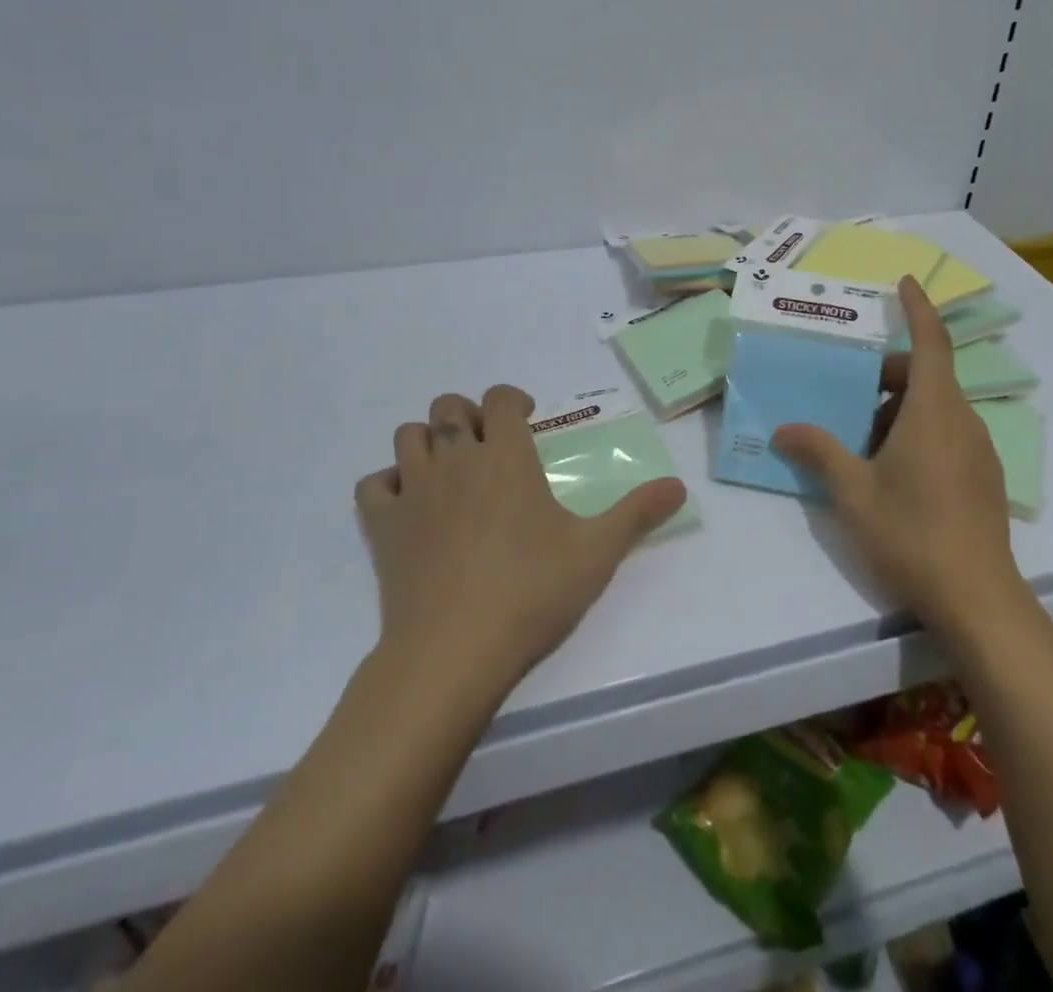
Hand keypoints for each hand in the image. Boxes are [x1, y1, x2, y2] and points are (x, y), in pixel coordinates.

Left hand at [355, 385, 686, 693]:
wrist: (452, 653)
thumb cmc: (530, 594)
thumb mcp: (597, 552)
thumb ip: (638, 513)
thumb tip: (679, 486)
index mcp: (507, 457)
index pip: (502, 399)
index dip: (513, 399)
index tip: (528, 418)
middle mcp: (456, 460)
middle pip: (449, 407)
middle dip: (470, 414)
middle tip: (491, 444)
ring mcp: (413, 491)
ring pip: (408, 436)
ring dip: (429, 440)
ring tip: (451, 468)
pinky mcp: (382, 527)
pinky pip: (373, 485)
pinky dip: (389, 484)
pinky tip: (410, 504)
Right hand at [774, 278, 1023, 639]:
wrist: (978, 599)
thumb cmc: (912, 533)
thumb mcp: (854, 491)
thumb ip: (820, 452)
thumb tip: (784, 429)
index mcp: (934, 411)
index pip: (931, 342)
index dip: (918, 308)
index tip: (905, 282)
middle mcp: (963, 420)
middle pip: (927, 376)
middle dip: (888, 374)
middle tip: (849, 393)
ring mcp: (978, 450)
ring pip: (936, 408)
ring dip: (899, 409)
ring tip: (860, 441)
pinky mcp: (983, 477)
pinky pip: (947, 434)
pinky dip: (917, 432)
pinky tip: (891, 473)